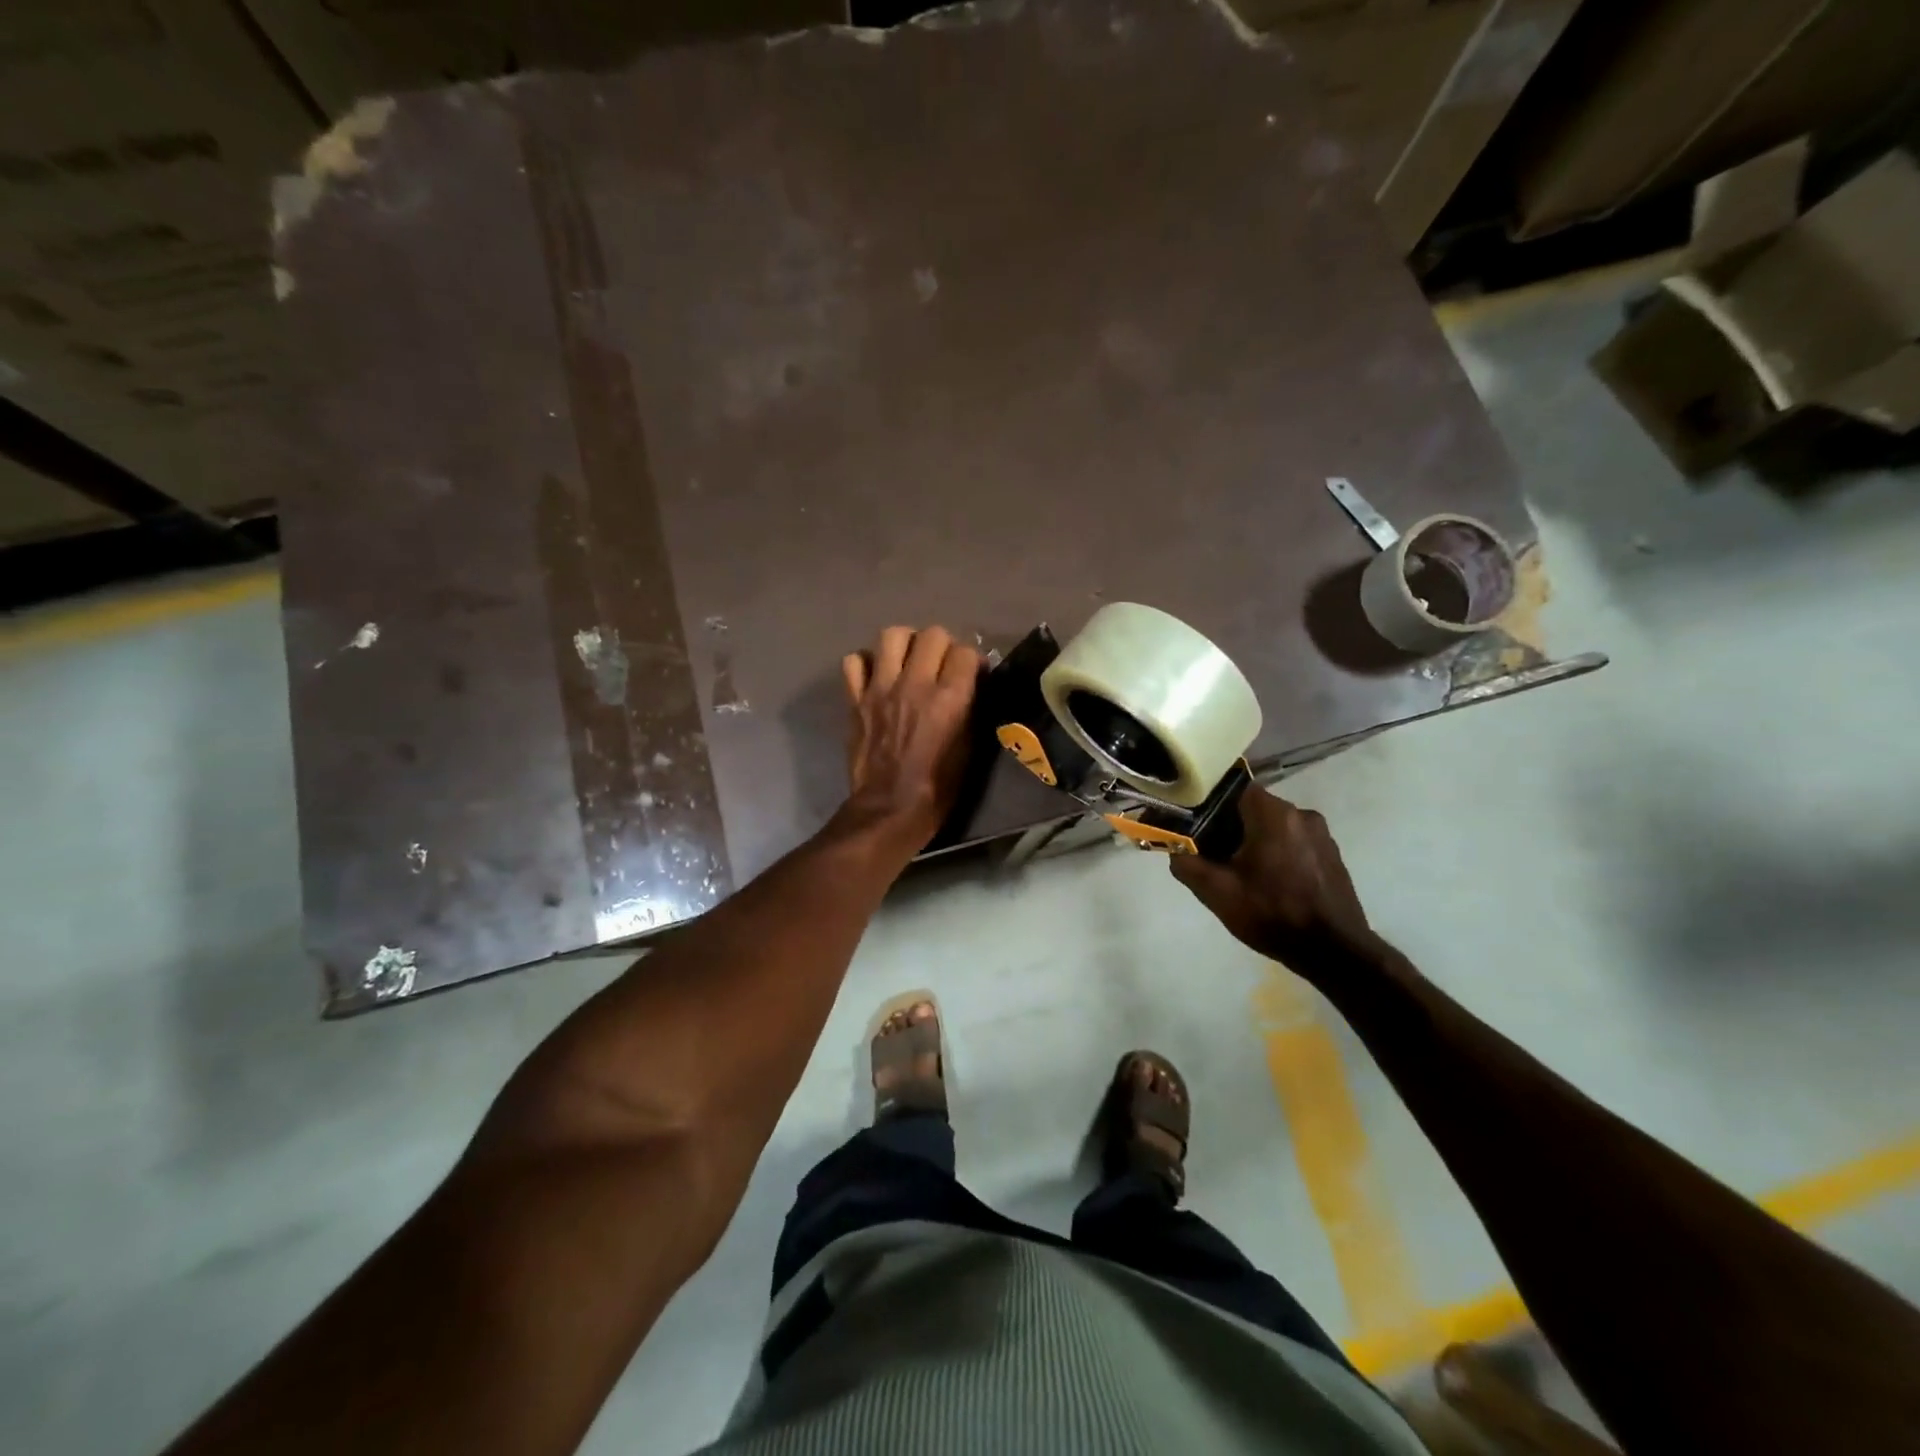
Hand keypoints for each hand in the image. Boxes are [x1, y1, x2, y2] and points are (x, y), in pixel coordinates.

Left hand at [839, 626, 979, 847]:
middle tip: (941, 664)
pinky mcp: (856, 699)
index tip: (972, 674)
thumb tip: (973, 685)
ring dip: (905, 644)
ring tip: (909, 661)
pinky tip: (877, 677)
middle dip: (942, 645)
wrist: (889, 809)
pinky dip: (867, 663)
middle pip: (932, 634)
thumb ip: (971, 710)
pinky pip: (855, 661)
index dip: (972, 661)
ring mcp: (881, 688)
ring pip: (892, 635)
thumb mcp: (969, 750)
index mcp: (949, 699)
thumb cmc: (938, 787)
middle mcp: (915, 684)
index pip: (966, 652)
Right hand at [1170, 785, 1373, 974]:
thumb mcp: (1217, 892)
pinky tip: (1269, 884)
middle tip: (1213, 855)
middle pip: (1254, 808)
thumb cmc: (1271, 914)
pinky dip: (1277, 855)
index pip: (1233, 789)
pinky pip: (1294, 843)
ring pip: (1275, 827)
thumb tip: (1175, 849)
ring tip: (1241, 873)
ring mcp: (1322, 835)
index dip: (1210, 804)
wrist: (1333, 952)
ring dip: (1255, 842)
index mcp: (1274, 814)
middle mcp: (1301, 814)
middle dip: (1231, 827)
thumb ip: (1187, 864)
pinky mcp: (1332, 856)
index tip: (1197, 826)